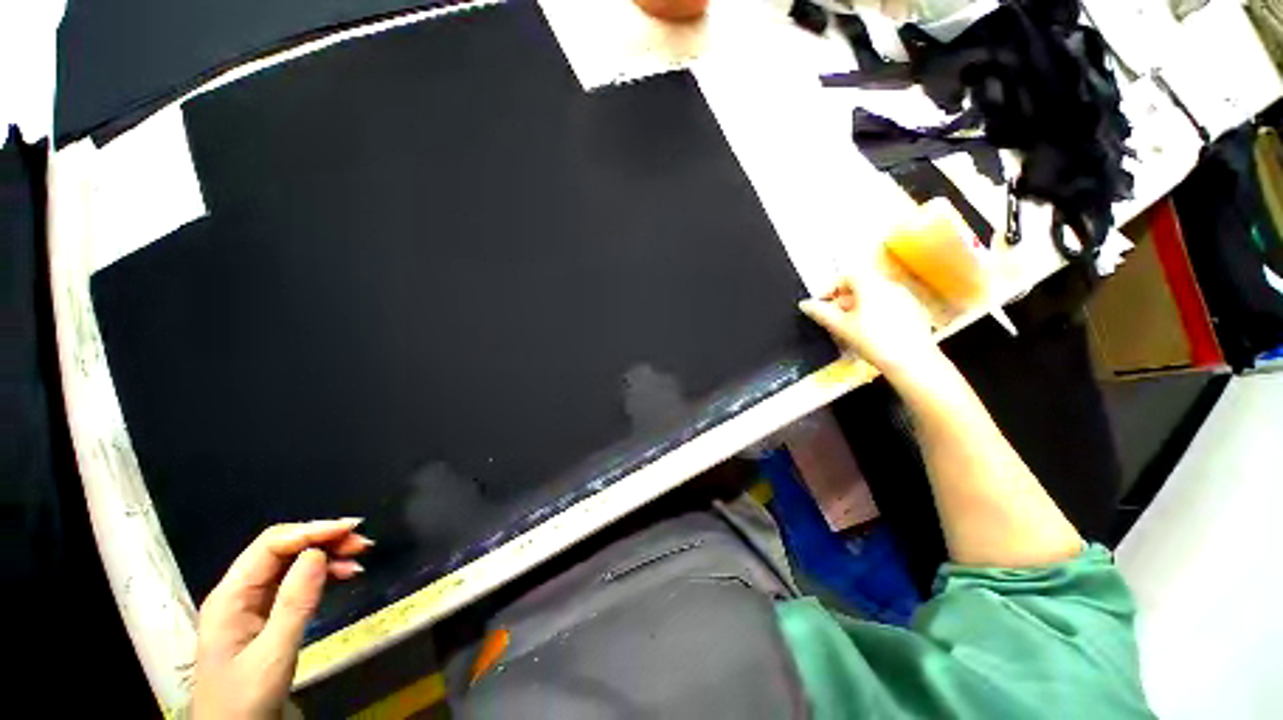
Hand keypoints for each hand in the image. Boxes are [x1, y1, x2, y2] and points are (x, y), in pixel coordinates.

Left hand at [192, 519, 372, 719]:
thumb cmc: (245, 699)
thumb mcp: (272, 655)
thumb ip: (293, 603)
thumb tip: (317, 553)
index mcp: (231, 596)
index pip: (271, 546)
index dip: (311, 531)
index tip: (350, 529)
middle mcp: (240, 592)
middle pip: (283, 550)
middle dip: (323, 540)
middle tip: (362, 543)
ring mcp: (252, 604)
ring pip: (292, 564)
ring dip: (327, 556)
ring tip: (360, 558)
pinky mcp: (266, 616)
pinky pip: (296, 583)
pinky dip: (322, 574)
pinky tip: (344, 575)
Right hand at [799, 272, 938, 376]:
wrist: (912, 361)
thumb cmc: (871, 340)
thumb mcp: (840, 326)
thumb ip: (820, 312)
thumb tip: (804, 303)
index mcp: (870, 284)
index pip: (845, 277)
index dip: (829, 289)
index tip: (821, 305)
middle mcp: (889, 284)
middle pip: (861, 286)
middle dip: (843, 300)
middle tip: (834, 318)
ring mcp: (906, 297)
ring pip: (875, 296)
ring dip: (859, 307)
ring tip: (852, 327)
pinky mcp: (916, 311)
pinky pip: (890, 305)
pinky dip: (876, 313)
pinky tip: (874, 333)